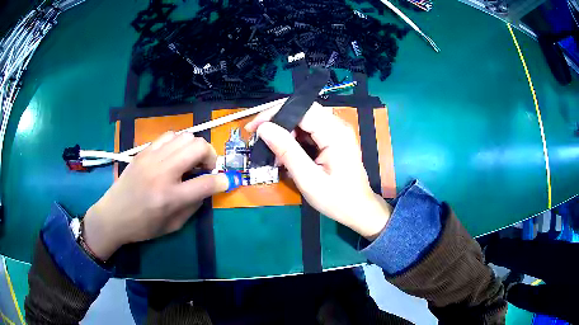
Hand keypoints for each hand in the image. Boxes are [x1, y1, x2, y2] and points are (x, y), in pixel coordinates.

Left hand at [83, 132, 229, 259]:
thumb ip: (193, 205)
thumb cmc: (143, 226)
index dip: (223, 181)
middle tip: (206, 168)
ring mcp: (152, 158)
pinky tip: (174, 155)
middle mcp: (162, 173)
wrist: (113, 215)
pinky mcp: (143, 151)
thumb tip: (208, 187)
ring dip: (194, 147)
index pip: (206, 183)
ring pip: (185, 136)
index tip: (227, 181)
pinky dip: (178, 143)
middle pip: (198, 148)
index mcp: (170, 197)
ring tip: (190, 160)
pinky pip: (168, 136)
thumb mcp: (173, 225)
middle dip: (211, 156)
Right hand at [245, 103, 391, 239]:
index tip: (254, 127)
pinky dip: (294, 140)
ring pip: (304, 121)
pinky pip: (309, 131)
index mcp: (335, 132)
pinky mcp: (333, 139)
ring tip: (271, 152)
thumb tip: (264, 128)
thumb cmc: (337, 199)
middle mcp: (337, 126)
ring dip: (285, 133)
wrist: (358, 209)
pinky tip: (285, 155)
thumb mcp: (308, 179)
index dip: (275, 113)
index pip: (301, 110)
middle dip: (277, 121)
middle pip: (302, 111)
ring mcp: (336, 131)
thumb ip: (287, 151)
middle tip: (258, 137)